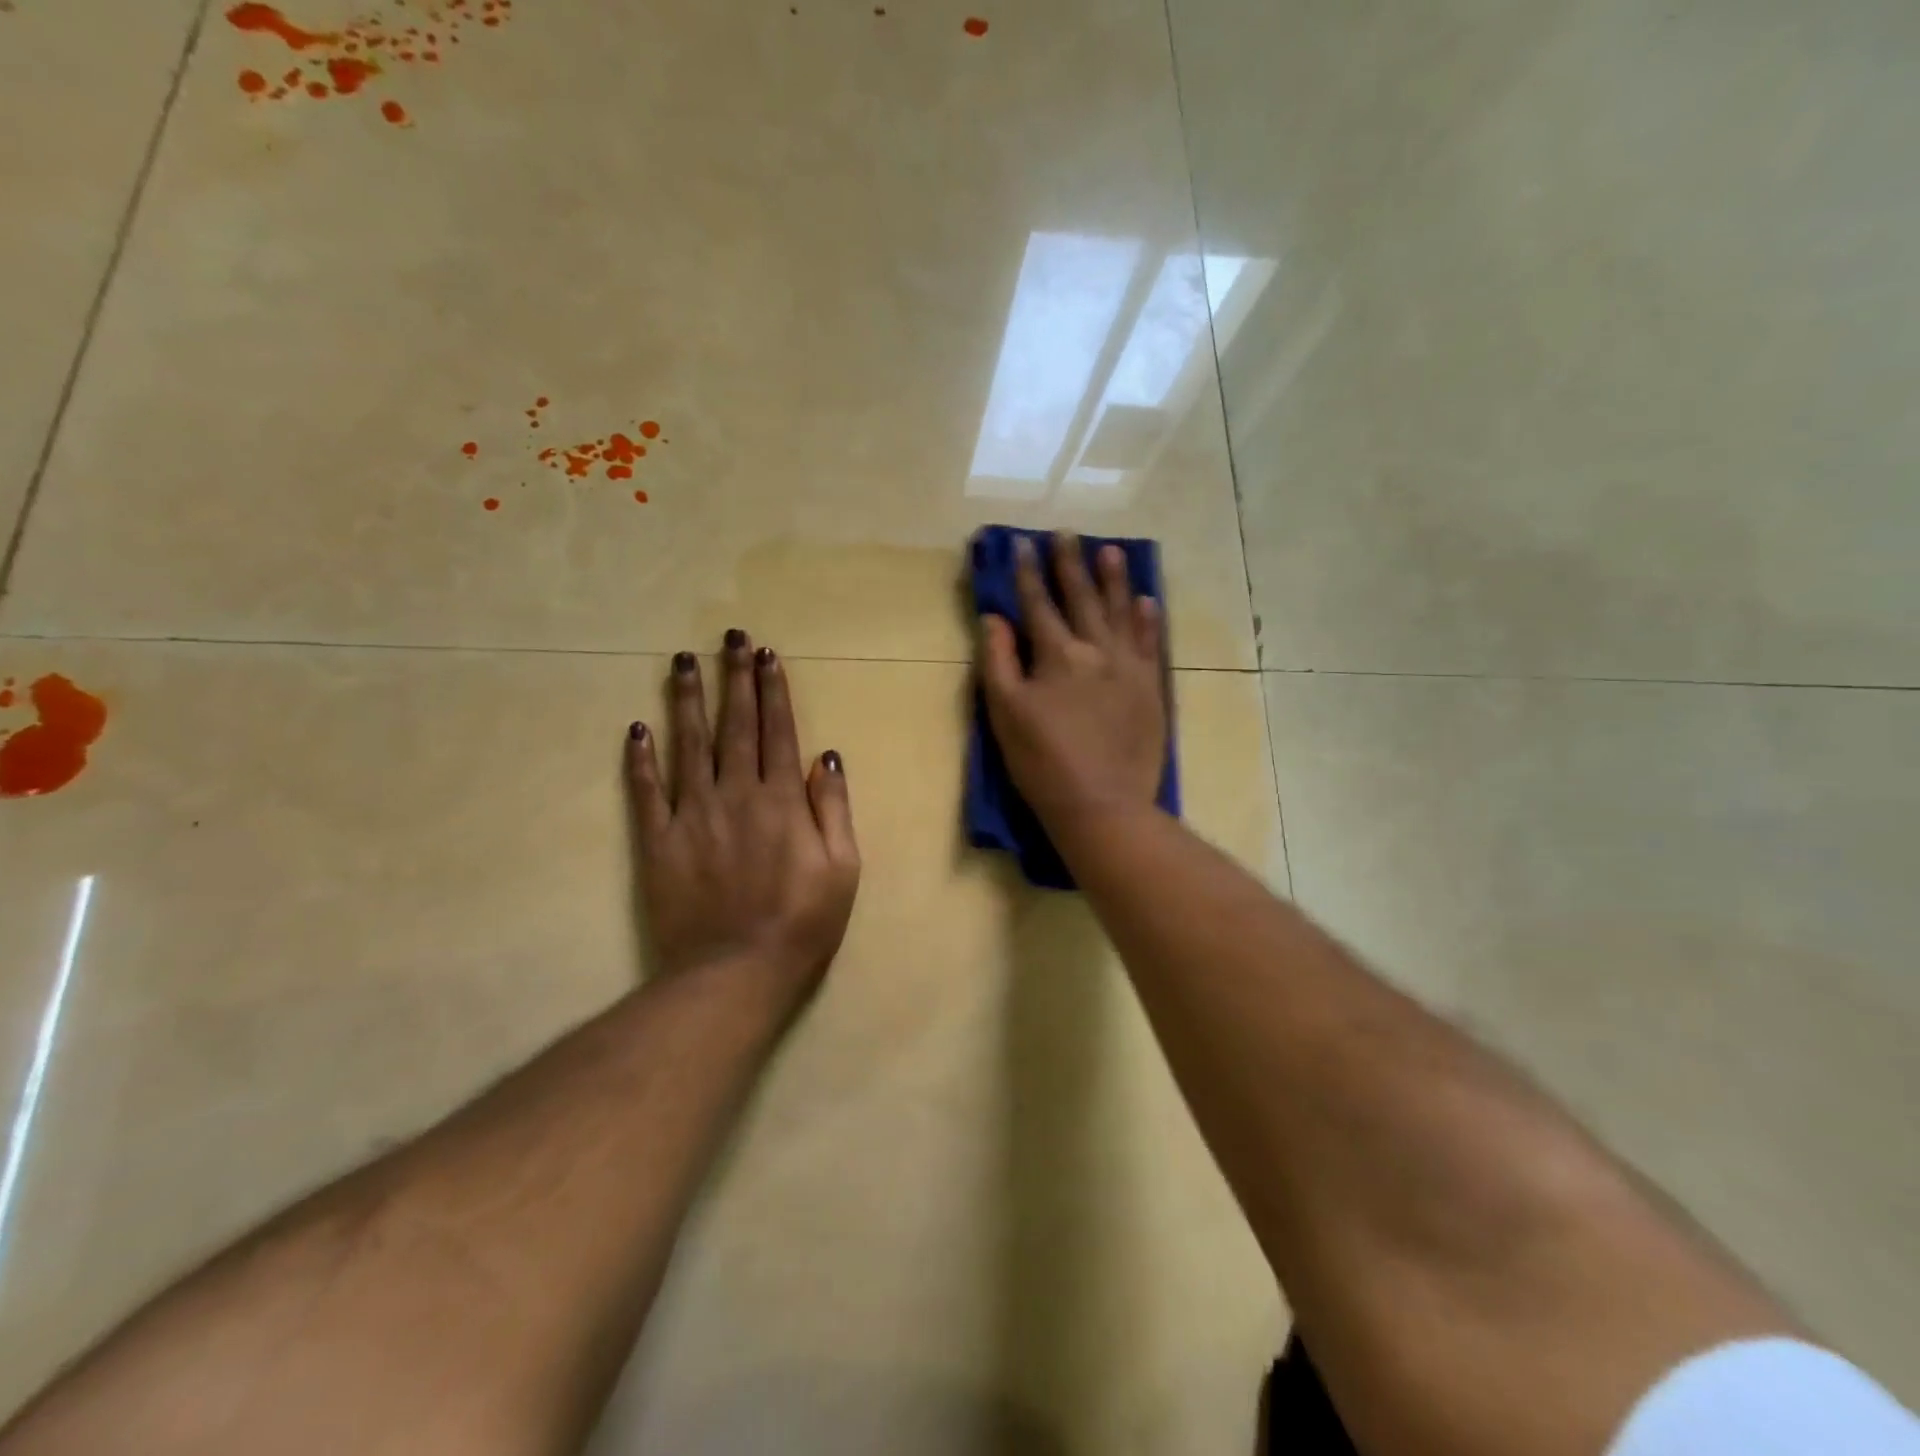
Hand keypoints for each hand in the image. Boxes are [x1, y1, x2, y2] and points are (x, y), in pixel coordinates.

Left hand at [627, 631, 860, 1014]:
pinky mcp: (658, 840)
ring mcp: (693, 814)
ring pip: (689, 744)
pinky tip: (638, 728)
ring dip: (687, 699)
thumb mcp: (843, 868)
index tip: (767, 655)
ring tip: (683, 661)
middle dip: (734, 678)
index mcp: (782, 800)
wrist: (735, 972)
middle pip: (735, 725)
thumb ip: (834, 808)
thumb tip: (827, 755)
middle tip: (730, 638)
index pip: (778, 731)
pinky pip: (647, 792)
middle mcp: (736, 793)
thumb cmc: (802, 923)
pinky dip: (641, 759)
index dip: (773, 690)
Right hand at [976, 531, 1168, 834]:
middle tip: (1066, 534)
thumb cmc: (1043, 762)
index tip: (1022, 543)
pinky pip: (1150, 644)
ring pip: (1120, 611)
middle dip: (1070, 564)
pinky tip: (1146, 600)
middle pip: (1081, 598)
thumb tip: (994, 618)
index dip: (1027, 573)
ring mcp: (1129, 667)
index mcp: (1056, 654)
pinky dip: (1147, 620)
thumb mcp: (1005, 713)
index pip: (1038, 604)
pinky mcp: (1150, 689)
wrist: (1103, 805)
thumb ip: (998, 660)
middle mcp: (1096, 650)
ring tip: (1110, 551)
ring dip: (1114, 579)